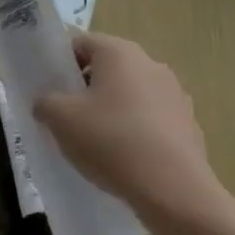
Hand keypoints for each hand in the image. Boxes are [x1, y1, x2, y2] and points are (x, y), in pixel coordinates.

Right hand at [33, 32, 220, 221]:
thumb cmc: (111, 141)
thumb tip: (46, 103)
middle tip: (68, 117)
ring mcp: (175, 94)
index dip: (61, 63)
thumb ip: (45, 102)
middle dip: (87, 88)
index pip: (80, 43)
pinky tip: (127, 159)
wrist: (174, 190)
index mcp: (119, 52)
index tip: (51, 90)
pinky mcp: (189, 125)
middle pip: (108, 68)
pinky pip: (153, 120)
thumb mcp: (60, 119)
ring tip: (98, 143)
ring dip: (113, 109)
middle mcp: (151, 63)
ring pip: (132, 94)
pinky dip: (138, 131)